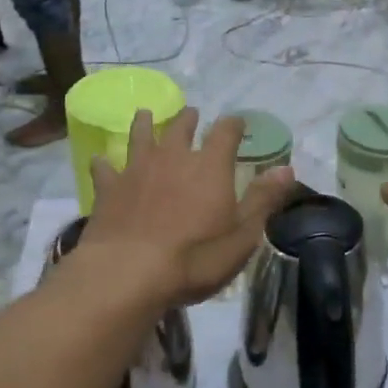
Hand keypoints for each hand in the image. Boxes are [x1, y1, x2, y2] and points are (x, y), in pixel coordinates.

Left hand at [80, 108, 294, 305]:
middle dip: (189, 120)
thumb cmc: (195, 257)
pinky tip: (101, 159)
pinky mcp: (108, 189)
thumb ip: (263, 199)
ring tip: (147, 114)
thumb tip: (287, 169)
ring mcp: (137, 170)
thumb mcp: (243, 234)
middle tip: (192, 114)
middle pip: (181, 128)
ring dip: (145, 125)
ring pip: (141, 137)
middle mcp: (173, 158)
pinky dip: (105, 162)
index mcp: (210, 166)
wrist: (128, 273)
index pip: (226, 133)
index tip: (238, 122)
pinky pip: (105, 168)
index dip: (233, 124)